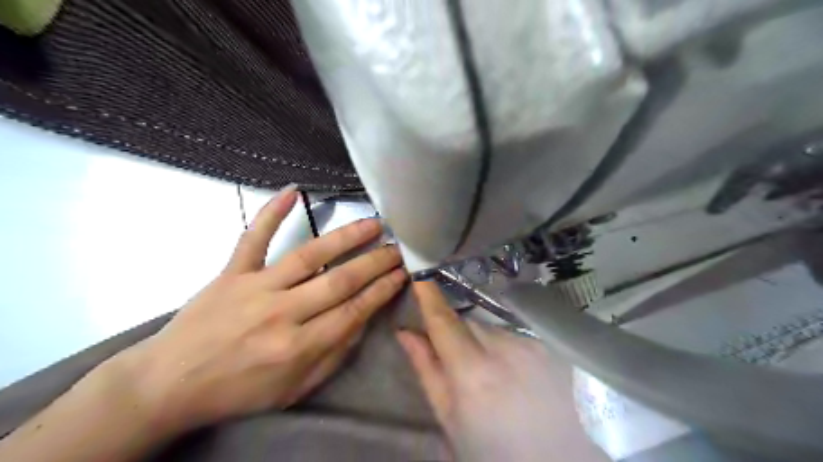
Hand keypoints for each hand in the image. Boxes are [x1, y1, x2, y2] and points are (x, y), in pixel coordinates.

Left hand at [120, 186, 407, 432]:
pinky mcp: (232, 273)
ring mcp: (255, 288)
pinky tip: (294, 191)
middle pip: (340, 281)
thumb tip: (363, 320)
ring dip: (346, 237)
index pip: (354, 311)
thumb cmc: (239, 391)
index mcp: (299, 347)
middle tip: (398, 247)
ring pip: (310, 255)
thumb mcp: (295, 389)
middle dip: (375, 262)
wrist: (169, 384)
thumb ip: (333, 355)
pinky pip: (253, 238)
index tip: (403, 273)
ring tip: (373, 223)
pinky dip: (272, 212)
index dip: (382, 289)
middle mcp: (282, 314)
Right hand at [399, 282, 610, 461]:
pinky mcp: (552, 349)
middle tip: (461, 364)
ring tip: (495, 377)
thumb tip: (406, 333)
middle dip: (459, 334)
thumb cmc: (494, 446)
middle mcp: (507, 350)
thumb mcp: (452, 418)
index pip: (445, 322)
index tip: (419, 276)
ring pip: (494, 330)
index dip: (429, 297)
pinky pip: (517, 337)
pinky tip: (518, 376)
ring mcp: (534, 347)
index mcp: (474, 373)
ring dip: (486, 344)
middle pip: (470, 324)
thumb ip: (428, 370)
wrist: (558, 458)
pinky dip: (509, 350)